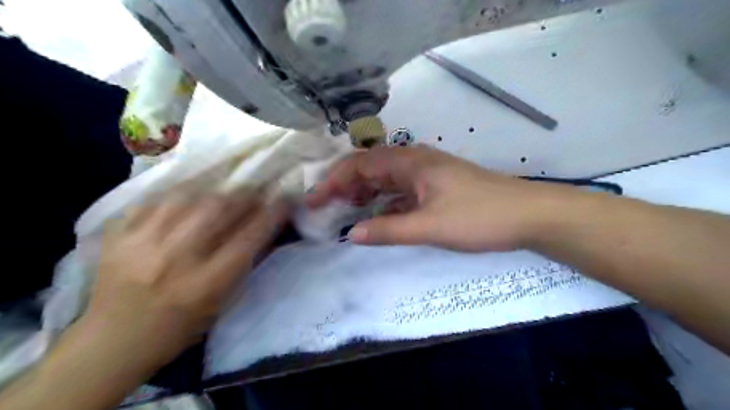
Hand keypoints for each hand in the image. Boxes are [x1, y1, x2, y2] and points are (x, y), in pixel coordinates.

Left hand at [80, 192, 283, 371]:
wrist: (113, 342)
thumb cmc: (180, 329)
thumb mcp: (222, 304)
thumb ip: (244, 264)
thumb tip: (266, 228)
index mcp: (206, 284)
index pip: (250, 237)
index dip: (272, 213)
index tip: (286, 199)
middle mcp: (176, 259)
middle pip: (219, 209)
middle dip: (246, 195)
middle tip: (257, 191)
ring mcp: (142, 243)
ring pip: (189, 197)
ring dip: (216, 191)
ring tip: (227, 192)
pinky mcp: (119, 235)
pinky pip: (156, 199)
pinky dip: (181, 194)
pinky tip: (192, 196)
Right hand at [307, 145, 576, 250]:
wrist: (528, 215)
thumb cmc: (479, 217)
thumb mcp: (430, 227)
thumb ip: (389, 230)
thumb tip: (352, 236)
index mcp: (410, 162)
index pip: (360, 164)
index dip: (333, 181)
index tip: (314, 202)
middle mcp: (415, 162)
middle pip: (370, 168)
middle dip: (345, 186)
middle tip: (327, 209)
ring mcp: (427, 175)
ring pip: (385, 179)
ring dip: (364, 193)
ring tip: (346, 212)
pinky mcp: (436, 188)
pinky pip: (401, 191)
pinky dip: (384, 202)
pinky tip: (378, 217)